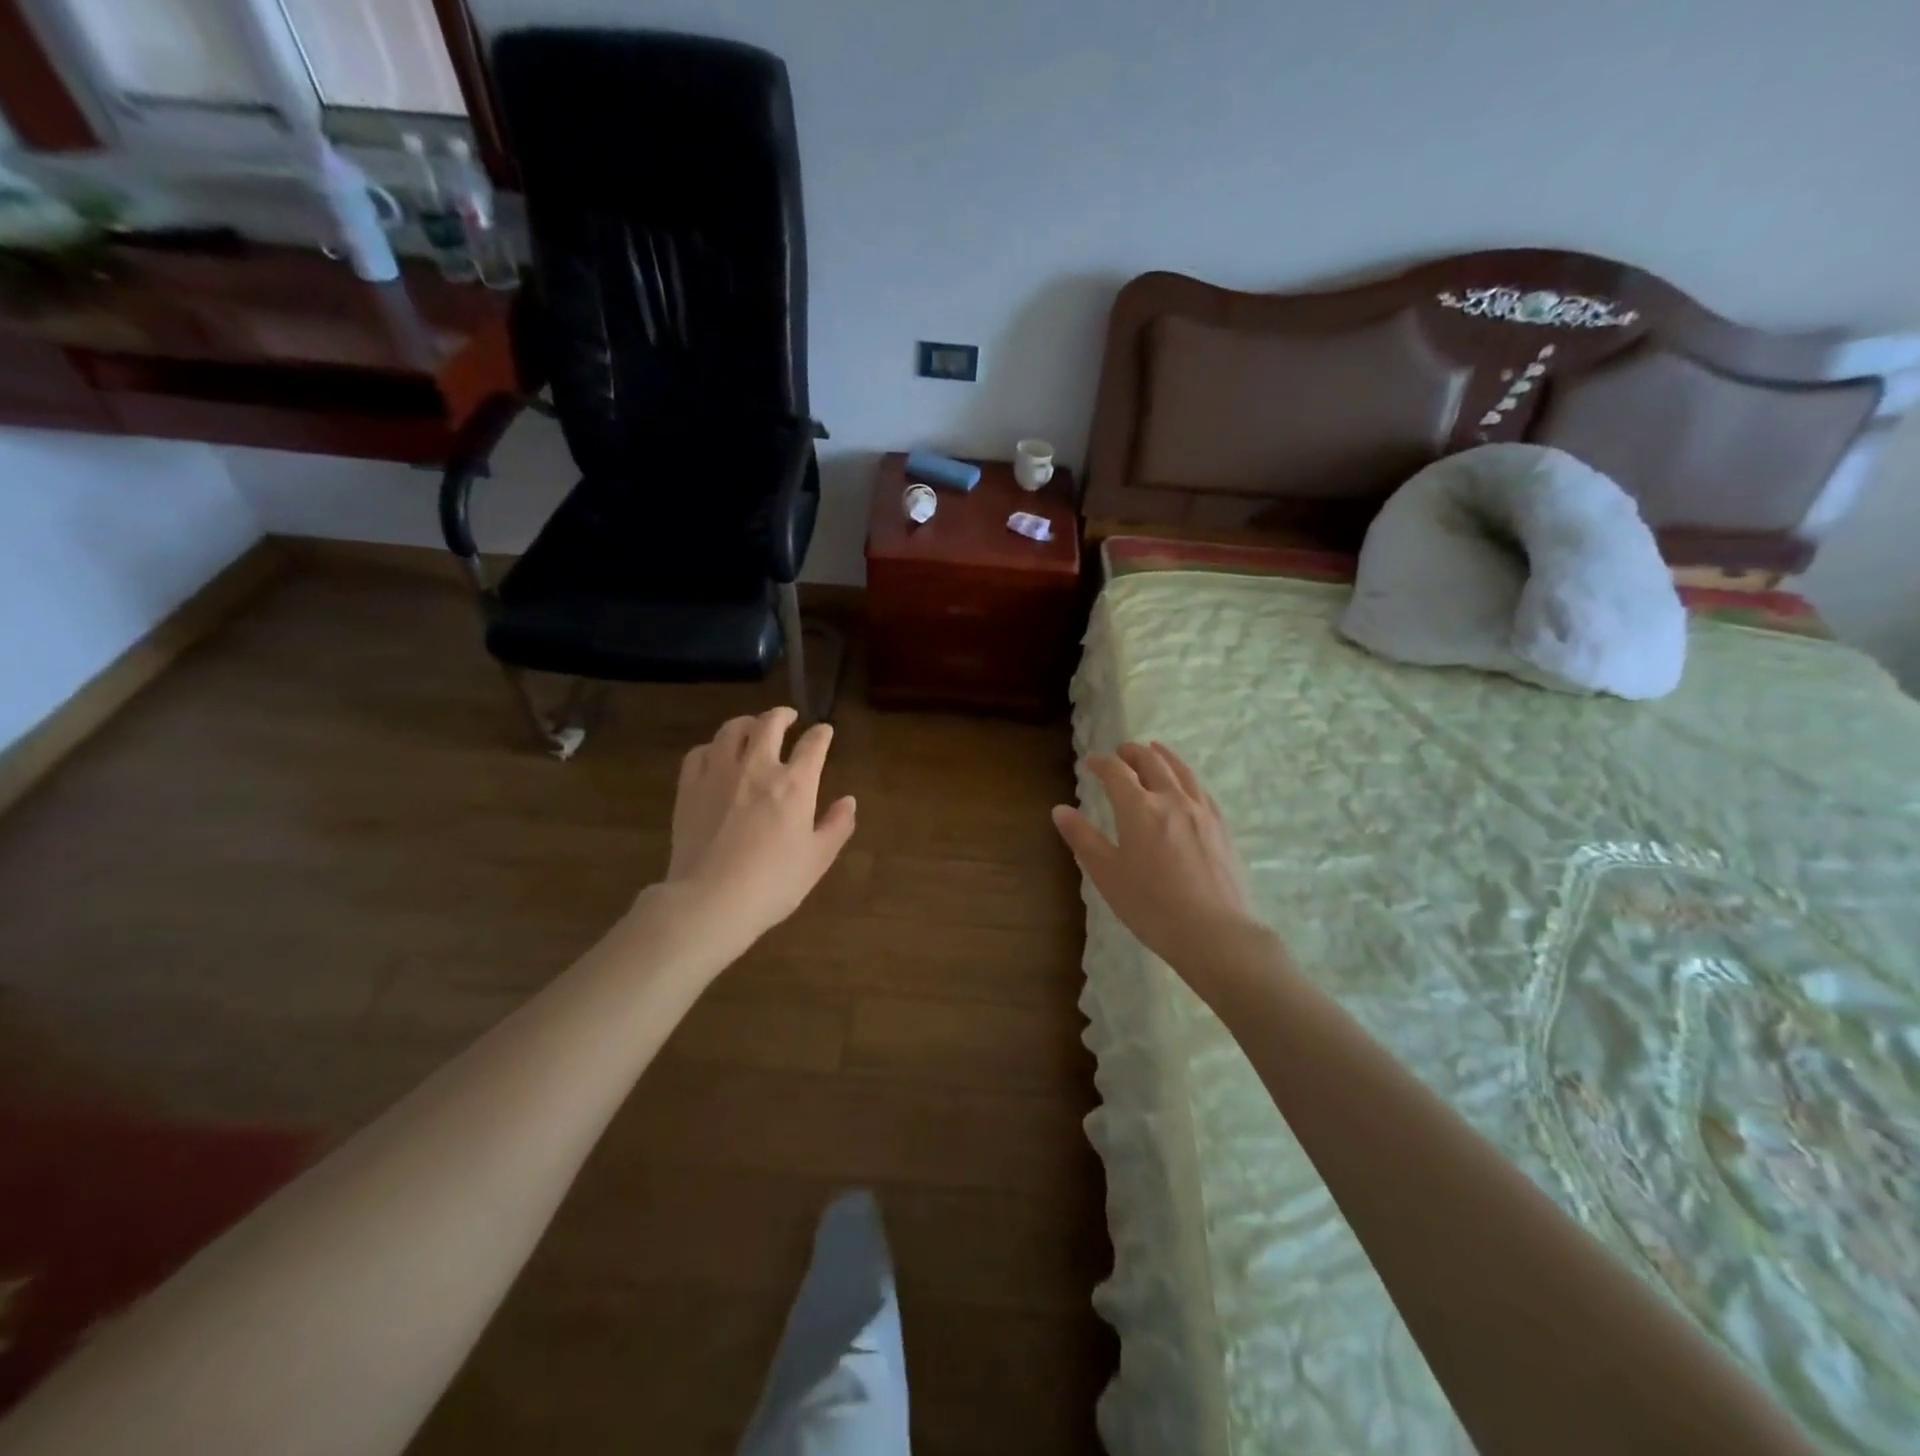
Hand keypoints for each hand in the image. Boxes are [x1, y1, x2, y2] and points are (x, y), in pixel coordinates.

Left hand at [659, 707, 856, 944]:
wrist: (711, 900)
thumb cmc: (773, 883)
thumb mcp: (818, 859)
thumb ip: (837, 826)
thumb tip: (848, 801)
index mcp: (795, 784)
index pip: (813, 745)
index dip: (821, 734)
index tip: (824, 731)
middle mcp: (758, 768)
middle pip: (769, 724)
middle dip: (782, 715)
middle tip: (788, 717)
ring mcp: (719, 774)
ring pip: (732, 731)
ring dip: (746, 723)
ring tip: (751, 727)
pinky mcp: (689, 788)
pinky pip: (699, 753)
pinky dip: (712, 747)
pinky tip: (715, 754)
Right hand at [1052, 742, 1259, 973]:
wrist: (1212, 931)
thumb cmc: (1150, 905)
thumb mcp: (1106, 874)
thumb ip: (1083, 838)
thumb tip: (1059, 810)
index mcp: (1138, 808)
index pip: (1116, 772)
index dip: (1101, 763)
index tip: (1091, 763)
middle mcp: (1171, 799)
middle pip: (1151, 762)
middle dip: (1133, 753)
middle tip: (1121, 751)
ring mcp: (1200, 811)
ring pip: (1180, 771)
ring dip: (1163, 756)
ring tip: (1154, 750)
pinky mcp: (1220, 827)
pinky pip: (1201, 789)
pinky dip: (1186, 776)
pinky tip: (1186, 784)